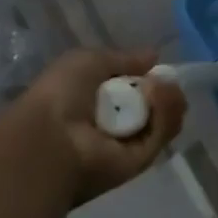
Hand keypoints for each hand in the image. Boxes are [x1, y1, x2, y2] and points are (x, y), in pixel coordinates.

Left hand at [0, 48, 187, 205]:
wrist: (50, 138)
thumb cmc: (60, 95)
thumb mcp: (88, 61)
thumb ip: (123, 59)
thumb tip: (154, 57)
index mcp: (98, 104)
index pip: (136, 92)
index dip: (150, 78)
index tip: (156, 68)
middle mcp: (115, 125)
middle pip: (157, 107)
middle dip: (166, 91)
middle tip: (165, 81)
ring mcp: (129, 145)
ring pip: (165, 119)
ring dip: (168, 99)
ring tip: (158, 86)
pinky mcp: (141, 161)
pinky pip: (162, 133)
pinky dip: (166, 113)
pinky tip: (158, 95)